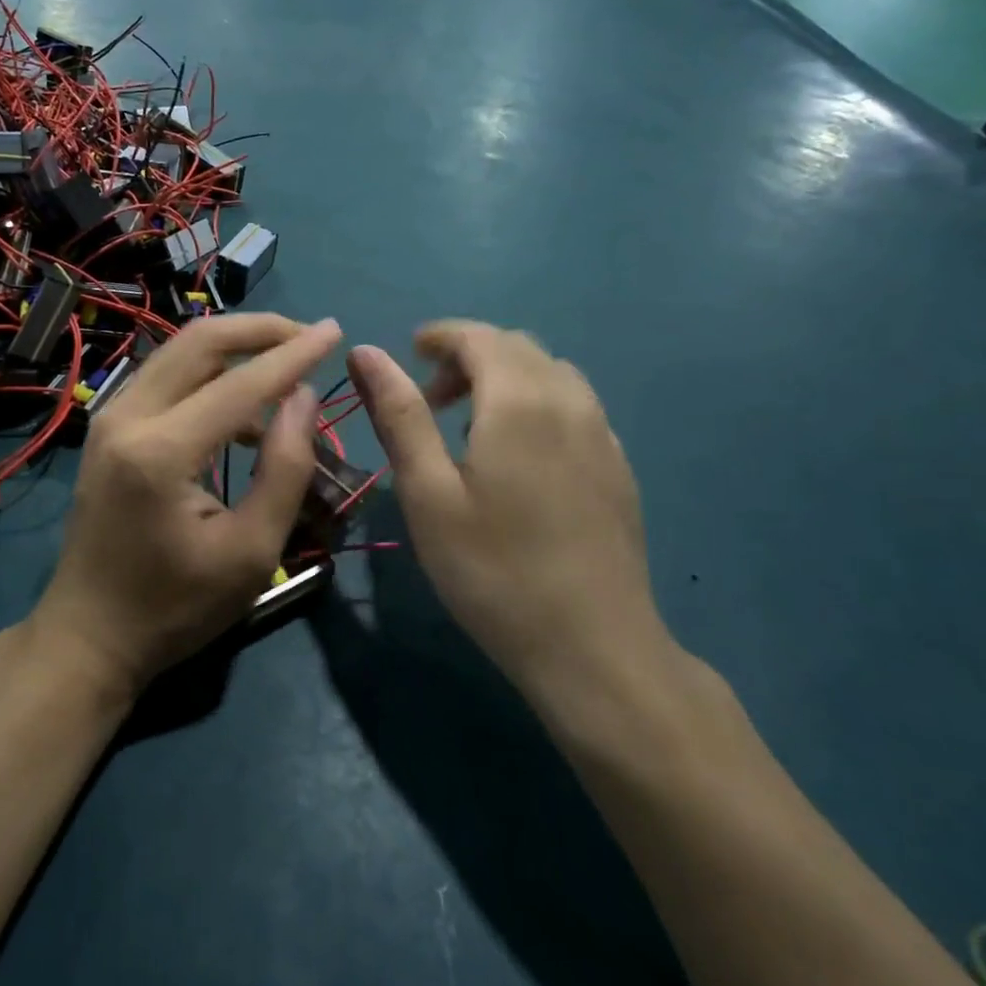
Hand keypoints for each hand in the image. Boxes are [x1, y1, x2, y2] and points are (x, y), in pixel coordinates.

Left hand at [30, 314, 341, 697]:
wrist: (89, 635)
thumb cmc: (175, 607)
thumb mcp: (250, 553)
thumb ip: (284, 469)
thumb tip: (305, 397)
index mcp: (160, 452)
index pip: (240, 384)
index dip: (293, 354)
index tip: (335, 330)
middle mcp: (127, 417)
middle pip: (199, 341)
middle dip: (260, 329)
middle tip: (309, 336)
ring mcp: (110, 416)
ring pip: (180, 351)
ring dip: (235, 347)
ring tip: (286, 368)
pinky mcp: (108, 425)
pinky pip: (167, 376)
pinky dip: (210, 374)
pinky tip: (245, 410)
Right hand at [348, 323, 666, 702]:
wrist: (594, 649)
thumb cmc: (494, 570)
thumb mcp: (428, 492)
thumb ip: (399, 414)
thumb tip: (367, 352)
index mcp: (519, 399)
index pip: (479, 336)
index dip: (440, 336)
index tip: (409, 354)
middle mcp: (569, 400)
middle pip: (516, 347)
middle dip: (469, 356)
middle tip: (431, 399)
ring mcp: (602, 434)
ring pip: (550, 372)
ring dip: (505, 377)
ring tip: (472, 423)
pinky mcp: (619, 466)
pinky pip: (575, 405)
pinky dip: (538, 402)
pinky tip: (521, 454)